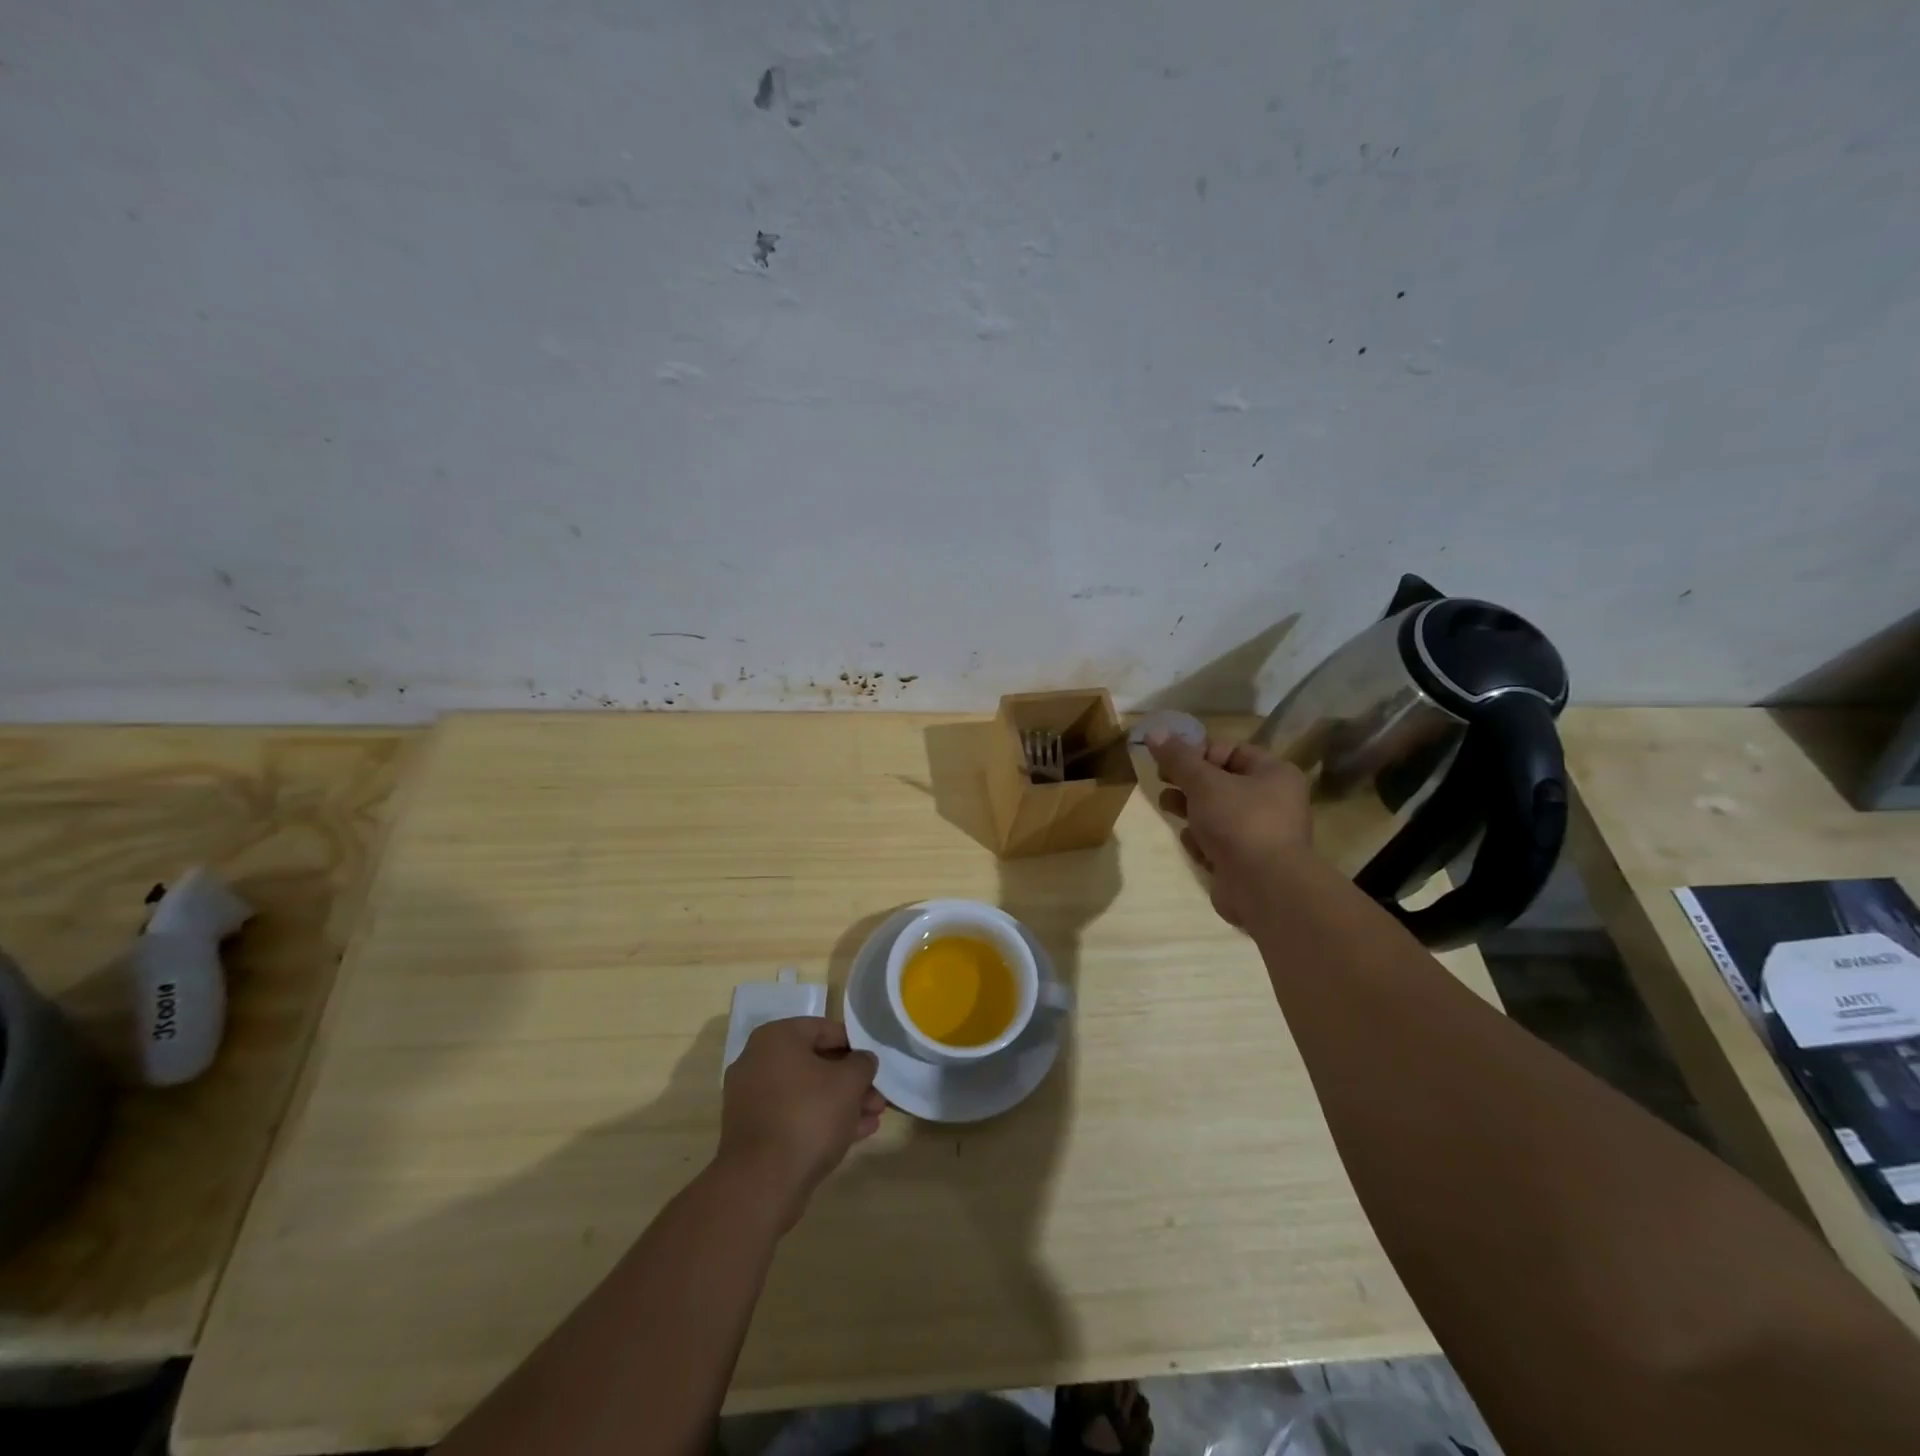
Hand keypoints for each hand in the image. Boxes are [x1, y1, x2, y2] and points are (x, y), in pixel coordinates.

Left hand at [717, 1017, 884, 1228]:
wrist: (762, 1183)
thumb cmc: (808, 1116)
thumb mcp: (848, 1083)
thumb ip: (862, 1064)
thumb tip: (863, 1060)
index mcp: (776, 1038)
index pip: (823, 1029)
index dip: (855, 1045)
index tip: (874, 1063)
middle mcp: (758, 1062)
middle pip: (816, 1063)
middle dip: (850, 1081)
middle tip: (878, 1097)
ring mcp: (752, 1100)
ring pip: (807, 1093)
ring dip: (841, 1103)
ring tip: (874, 1117)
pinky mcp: (754, 1133)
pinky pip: (794, 1116)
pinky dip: (821, 1120)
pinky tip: (855, 1134)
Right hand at [1148, 731, 1312, 927]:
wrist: (1264, 887)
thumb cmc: (1239, 821)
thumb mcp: (1204, 782)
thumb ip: (1178, 758)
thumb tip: (1153, 732)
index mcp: (1274, 774)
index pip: (1231, 750)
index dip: (1198, 752)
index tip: (1170, 760)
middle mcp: (1273, 801)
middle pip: (1222, 782)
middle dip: (1189, 782)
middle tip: (1162, 780)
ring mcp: (1261, 834)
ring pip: (1217, 813)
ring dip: (1190, 809)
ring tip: (1167, 806)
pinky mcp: (1246, 863)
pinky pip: (1218, 843)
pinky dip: (1202, 841)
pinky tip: (1192, 843)